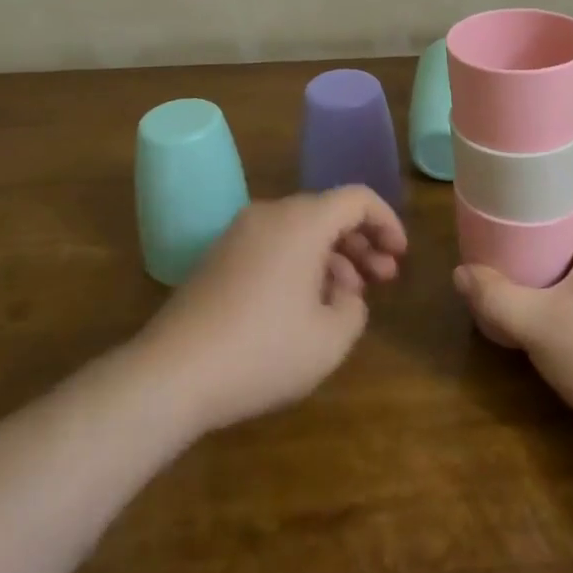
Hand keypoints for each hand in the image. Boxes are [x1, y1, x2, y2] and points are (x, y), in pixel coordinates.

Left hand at [138, 186, 406, 434]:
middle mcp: (271, 214)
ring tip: (348, 299)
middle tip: (384, 279)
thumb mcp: (330, 339)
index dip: (387, 222)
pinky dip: (301, 263)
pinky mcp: (220, 257)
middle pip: (329, 212)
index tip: (401, 255)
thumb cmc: (262, 351)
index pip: (357, 199)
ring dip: (333, 256)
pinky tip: (306, 305)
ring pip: (302, 230)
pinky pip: (275, 245)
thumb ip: (355, 309)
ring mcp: (240, 233)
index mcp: (302, 221)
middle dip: (362, 243)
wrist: (172, 373)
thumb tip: (345, 295)